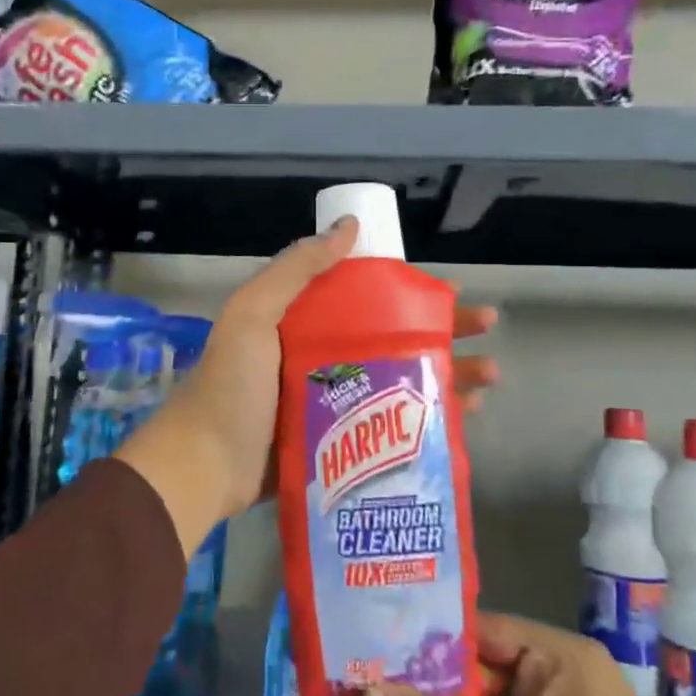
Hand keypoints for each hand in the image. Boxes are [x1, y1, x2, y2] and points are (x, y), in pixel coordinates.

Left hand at [115, 219, 497, 558]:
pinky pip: (391, 425)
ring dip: (446, 375)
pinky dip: (427, 418)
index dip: (409, 292)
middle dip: (443, 332)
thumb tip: (348, 227)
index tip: (449, 289)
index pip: (368, 299)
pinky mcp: (342, 446)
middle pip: (394, 339)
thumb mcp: (253, 315)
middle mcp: (323, 359)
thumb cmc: (232, 388)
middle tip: (486, 328)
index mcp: (303, 324)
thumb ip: (295, 270)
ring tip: (490, 376)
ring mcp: (335, 405)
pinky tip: (465, 417)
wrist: (204, 467)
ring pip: (401, 381)